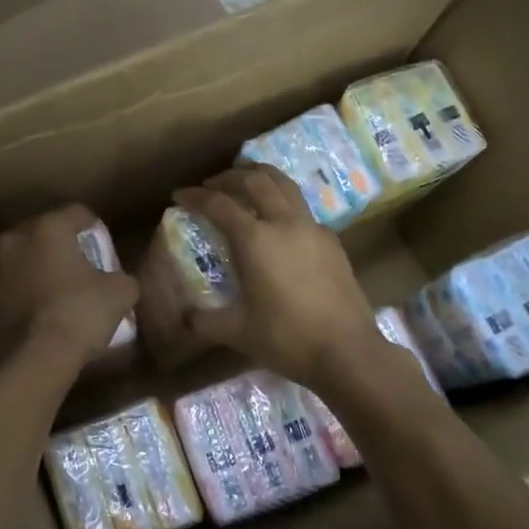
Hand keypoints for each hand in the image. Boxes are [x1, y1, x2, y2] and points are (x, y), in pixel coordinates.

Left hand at [0, 205, 138, 373]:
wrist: (30, 361)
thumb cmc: (77, 314)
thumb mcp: (119, 294)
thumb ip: (122, 278)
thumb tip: (120, 282)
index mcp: (47, 227)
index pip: (78, 213)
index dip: (96, 230)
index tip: (104, 250)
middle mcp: (13, 238)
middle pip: (43, 233)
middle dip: (60, 248)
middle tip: (79, 270)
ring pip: (19, 259)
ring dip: (34, 269)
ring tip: (53, 292)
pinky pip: (5, 287)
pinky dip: (18, 294)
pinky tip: (34, 314)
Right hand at [173, 166, 383, 384]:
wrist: (348, 352)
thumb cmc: (287, 338)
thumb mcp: (238, 332)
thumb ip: (205, 321)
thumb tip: (185, 318)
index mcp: (256, 239)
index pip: (219, 204)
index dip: (195, 197)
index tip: (179, 195)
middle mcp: (284, 222)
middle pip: (255, 181)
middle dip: (229, 177)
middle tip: (212, 184)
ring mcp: (312, 228)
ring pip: (285, 185)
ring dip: (261, 177)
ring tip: (246, 183)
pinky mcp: (331, 242)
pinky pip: (302, 208)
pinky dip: (283, 201)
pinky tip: (278, 223)